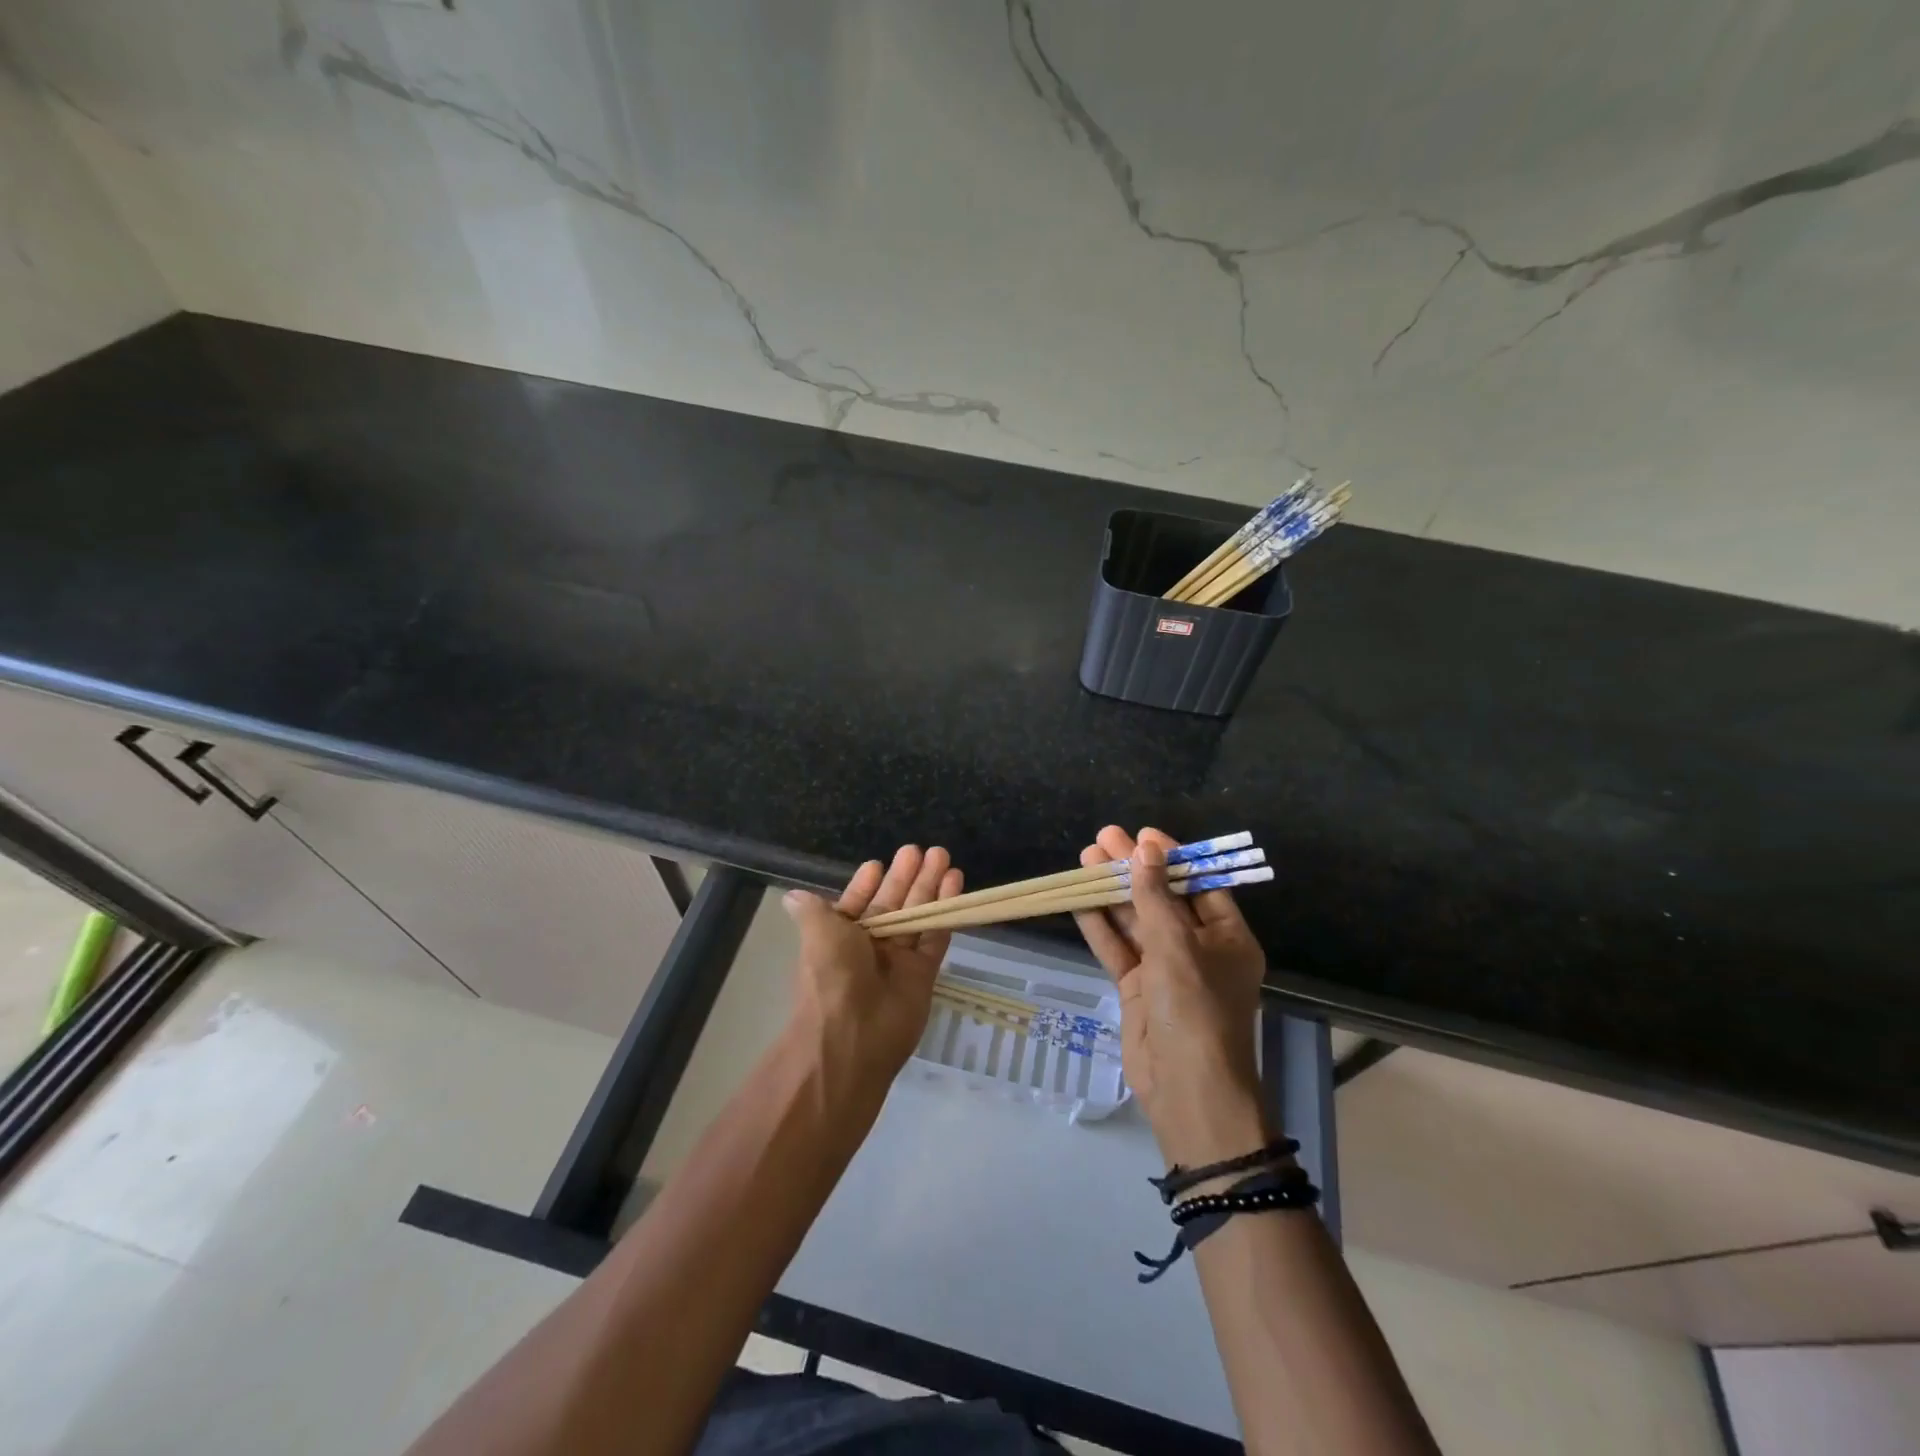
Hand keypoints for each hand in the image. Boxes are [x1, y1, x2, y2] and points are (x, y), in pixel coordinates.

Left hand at [782, 845, 963, 1097]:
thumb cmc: (831, 977)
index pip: (858, 903)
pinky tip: (955, 882)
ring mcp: (898, 959)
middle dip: (907, 876)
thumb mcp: (817, 935)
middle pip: (893, 903)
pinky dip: (945, 911)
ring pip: (917, 915)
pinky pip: (936, 936)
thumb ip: (813, 911)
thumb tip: (792, 897)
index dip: (868, 884)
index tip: (880, 863)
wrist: (852, 1037)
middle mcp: (869, 947)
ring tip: (943, 855)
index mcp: (840, 937)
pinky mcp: (924, 973)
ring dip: (930, 886)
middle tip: (925, 850)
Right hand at [1073, 826, 1269, 1165]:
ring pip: (1135, 921)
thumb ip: (1156, 897)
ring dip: (1112, 892)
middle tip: (1103, 838)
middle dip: (1133, 869)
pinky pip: (1118, 948)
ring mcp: (1166, 969)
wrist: (1186, 1089)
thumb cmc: (1196, 1010)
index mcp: (1226, 936)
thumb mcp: (1178, 947)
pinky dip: (1100, 925)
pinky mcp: (1138, 988)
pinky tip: (1079, 899)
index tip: (1142, 834)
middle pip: (1161, 898)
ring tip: (1085, 858)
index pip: (1199, 884)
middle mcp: (1198, 948)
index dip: (1171, 857)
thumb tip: (1146, 850)